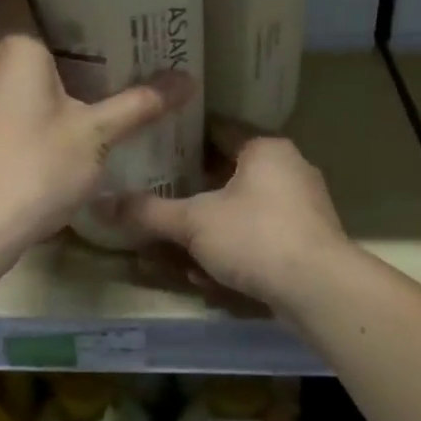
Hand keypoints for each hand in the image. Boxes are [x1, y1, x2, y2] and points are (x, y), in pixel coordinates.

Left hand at [0, 0, 191, 256]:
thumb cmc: (38, 165)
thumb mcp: (97, 134)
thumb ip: (140, 104)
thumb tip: (187, 80)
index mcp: (15, 47)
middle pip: (16, 25)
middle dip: (53, 22)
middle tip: (98, 24)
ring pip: (9, 60)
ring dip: (40, 59)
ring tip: (85, 64)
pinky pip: (2, 88)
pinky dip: (27, 87)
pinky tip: (56, 108)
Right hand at [103, 124, 349, 312]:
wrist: (321, 291)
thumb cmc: (255, 236)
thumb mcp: (193, 222)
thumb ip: (148, 213)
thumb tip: (100, 204)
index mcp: (264, 148)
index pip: (216, 130)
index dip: (182, 138)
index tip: (151, 148)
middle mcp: (287, 169)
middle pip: (226, 174)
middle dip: (190, 196)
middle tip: (157, 204)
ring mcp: (301, 207)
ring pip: (240, 211)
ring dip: (208, 232)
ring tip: (174, 252)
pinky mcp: (307, 241)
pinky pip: (258, 237)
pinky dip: (232, 251)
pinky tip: (207, 276)